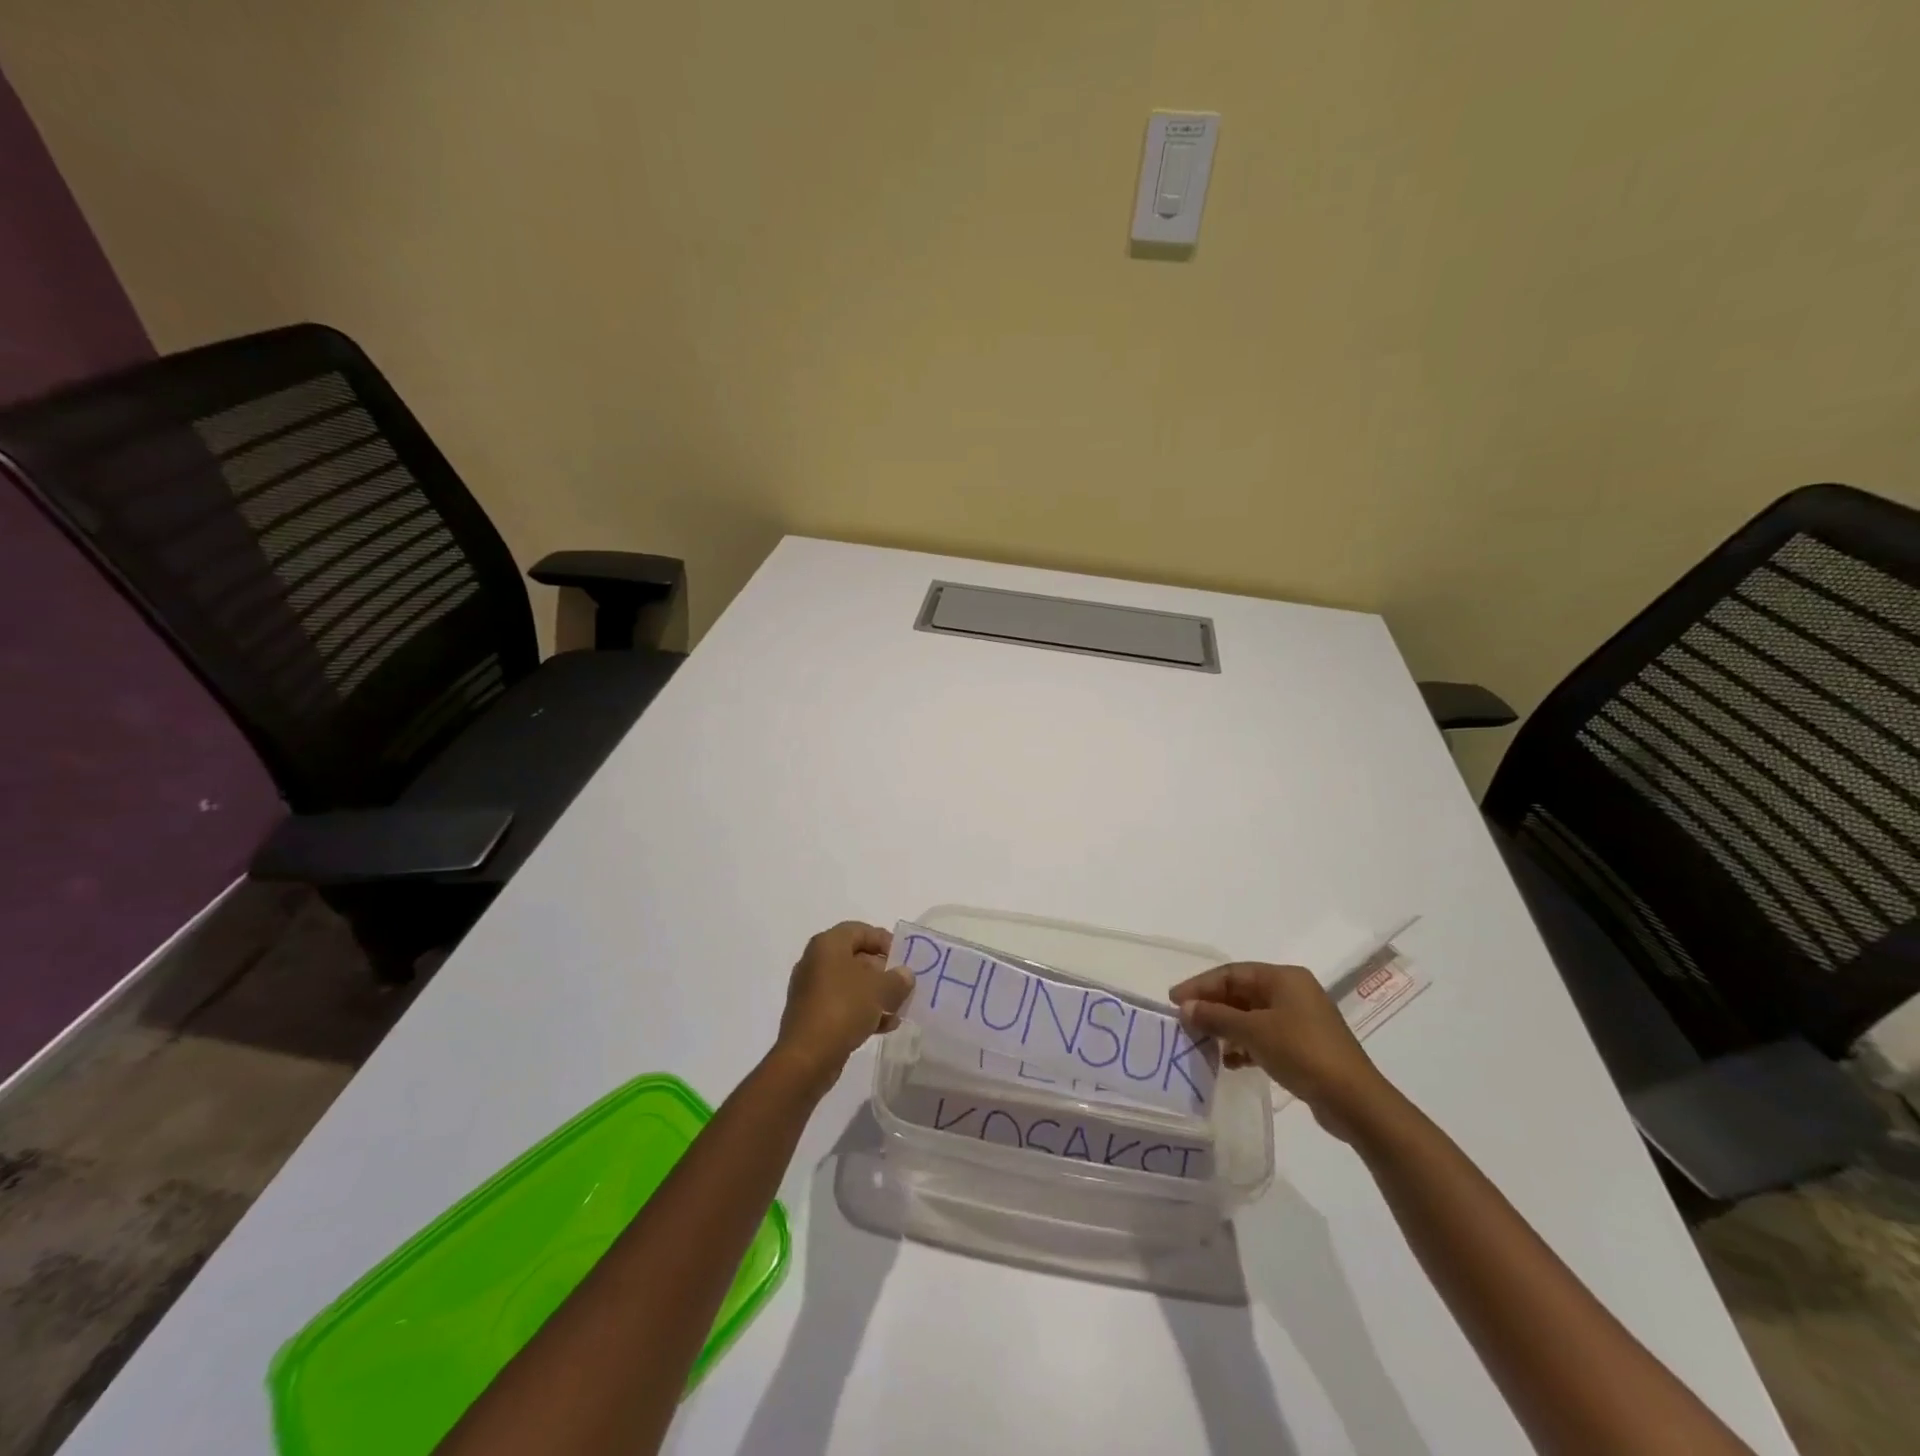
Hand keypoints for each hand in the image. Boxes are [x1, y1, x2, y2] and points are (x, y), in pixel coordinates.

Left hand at [772, 922, 913, 1088]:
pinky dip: (864, 1011)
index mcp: (827, 945)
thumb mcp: (879, 990)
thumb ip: (897, 979)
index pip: (859, 930)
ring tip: (899, 1008)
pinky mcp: (813, 1016)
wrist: (807, 1057)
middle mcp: (816, 962)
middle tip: (903, 984)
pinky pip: (843, 1005)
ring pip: (851, 984)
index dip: (884, 940)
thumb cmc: (843, 1009)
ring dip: (876, 994)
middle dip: (883, 971)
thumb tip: (905, 975)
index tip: (904, 957)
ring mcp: (812, 991)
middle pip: (856, 958)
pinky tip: (886, 1026)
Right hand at [1169, 962, 1389, 1139]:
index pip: (1231, 973)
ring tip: (1203, 1044)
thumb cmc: (1302, 1052)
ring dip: (1226, 1028)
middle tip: (1185, 1022)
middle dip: (1212, 1007)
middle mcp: (1293, 992)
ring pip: (1252, 1016)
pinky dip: (1245, 1045)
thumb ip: (1216, 1016)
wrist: (1354, 1100)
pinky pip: (1265, 1036)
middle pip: (1241, 993)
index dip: (1200, 985)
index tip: (1174, 1000)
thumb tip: (1186, 1007)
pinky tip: (1230, 1061)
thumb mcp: (1253, 1031)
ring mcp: (1301, 1019)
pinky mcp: (1304, 1045)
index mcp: (1284, 978)